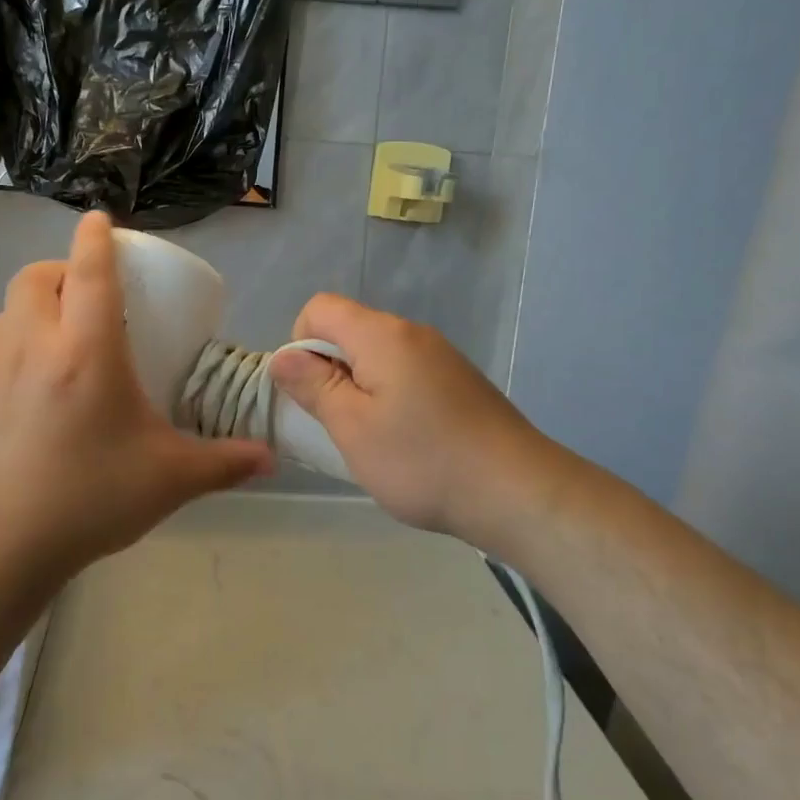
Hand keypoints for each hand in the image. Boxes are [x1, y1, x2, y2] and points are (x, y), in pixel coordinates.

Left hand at [0, 212, 273, 585]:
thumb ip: (224, 462)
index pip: (89, 270)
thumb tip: (271, 458)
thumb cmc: (86, 500)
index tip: (100, 220)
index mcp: (85, 350)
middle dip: (61, 269)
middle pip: (36, 277)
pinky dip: (13, 352)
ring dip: (35, 310)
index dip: (96, 237)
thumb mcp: (168, 480)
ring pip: (7, 313)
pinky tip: (30, 399)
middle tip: (87, 294)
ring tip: (61, 344)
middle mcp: (31, 345)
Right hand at [269, 295, 568, 545]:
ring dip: (359, 388)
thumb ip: (313, 385)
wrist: (517, 491)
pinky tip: (407, 442)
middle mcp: (413, 333)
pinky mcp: (459, 381)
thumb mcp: (352, 427)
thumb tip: (282, 356)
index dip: (300, 342)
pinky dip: (390, 397)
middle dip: (329, 369)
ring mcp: (441, 356)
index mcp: (383, 335)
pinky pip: (406, 374)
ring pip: (377, 356)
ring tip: (372, 439)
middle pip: (349, 330)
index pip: (320, 308)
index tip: (310, 391)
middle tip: (338, 423)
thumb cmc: (422, 460)